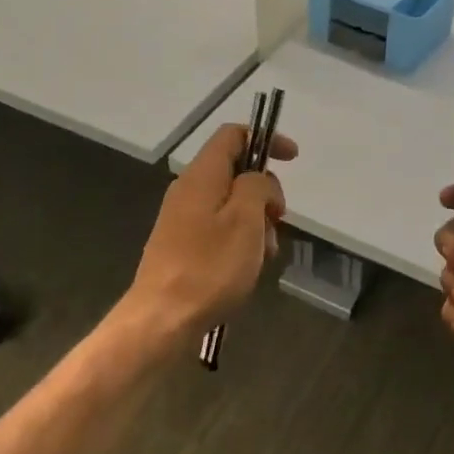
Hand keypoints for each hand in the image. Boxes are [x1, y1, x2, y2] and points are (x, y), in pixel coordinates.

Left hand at [128, 123, 295, 342]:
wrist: (161, 319)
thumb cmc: (210, 267)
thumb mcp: (246, 220)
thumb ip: (257, 186)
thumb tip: (258, 180)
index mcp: (202, 175)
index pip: (233, 135)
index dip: (265, 139)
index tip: (292, 159)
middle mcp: (188, 189)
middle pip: (234, 171)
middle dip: (265, 191)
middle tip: (278, 221)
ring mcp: (181, 218)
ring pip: (230, 203)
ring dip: (255, 220)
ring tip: (265, 253)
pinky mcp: (180, 244)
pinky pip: (218, 227)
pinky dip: (240, 238)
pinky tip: (248, 266)